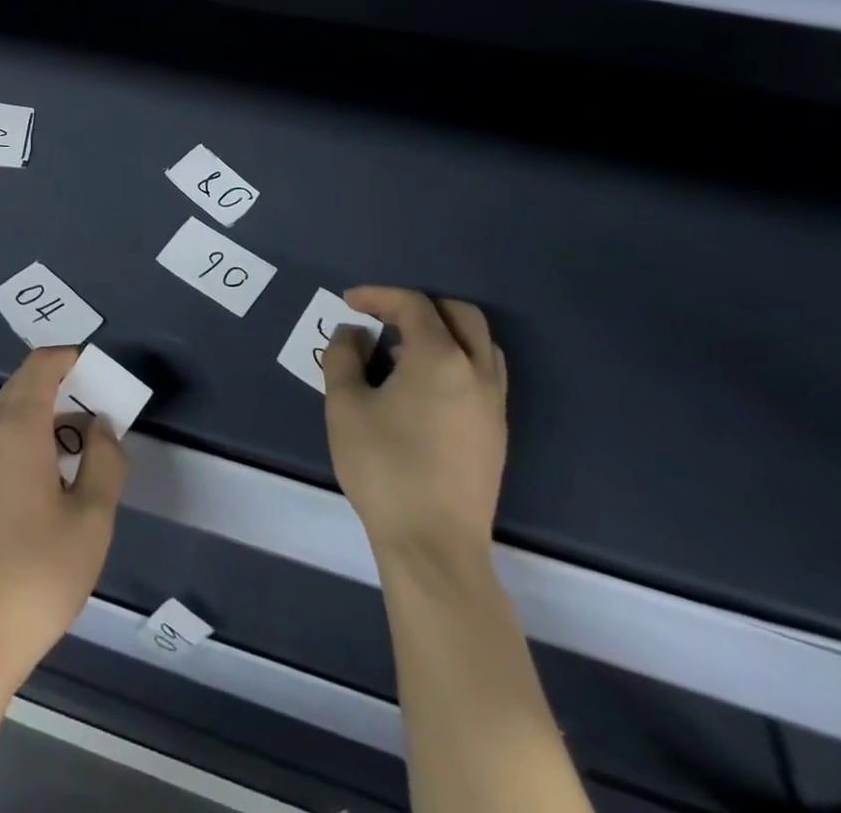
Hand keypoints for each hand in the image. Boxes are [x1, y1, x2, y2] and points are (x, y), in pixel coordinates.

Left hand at [0, 348, 127, 688]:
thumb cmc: (39, 573)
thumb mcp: (92, 519)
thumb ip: (105, 460)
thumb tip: (101, 425)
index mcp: (16, 426)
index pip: (41, 366)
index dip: (71, 359)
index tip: (101, 372)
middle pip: (24, 386)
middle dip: (62, 386)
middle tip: (101, 410)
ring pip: (10, 414)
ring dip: (45, 416)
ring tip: (83, 448)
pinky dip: (27, 438)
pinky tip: (50, 478)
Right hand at [323, 287, 507, 561]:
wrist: (433, 543)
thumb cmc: (383, 465)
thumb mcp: (345, 404)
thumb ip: (344, 356)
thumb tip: (355, 333)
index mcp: (441, 359)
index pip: (414, 306)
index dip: (379, 296)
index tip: (349, 302)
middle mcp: (477, 373)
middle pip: (461, 315)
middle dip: (421, 306)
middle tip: (384, 317)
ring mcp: (494, 405)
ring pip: (480, 345)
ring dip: (444, 333)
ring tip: (402, 351)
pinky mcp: (496, 433)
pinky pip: (483, 374)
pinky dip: (455, 360)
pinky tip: (421, 386)